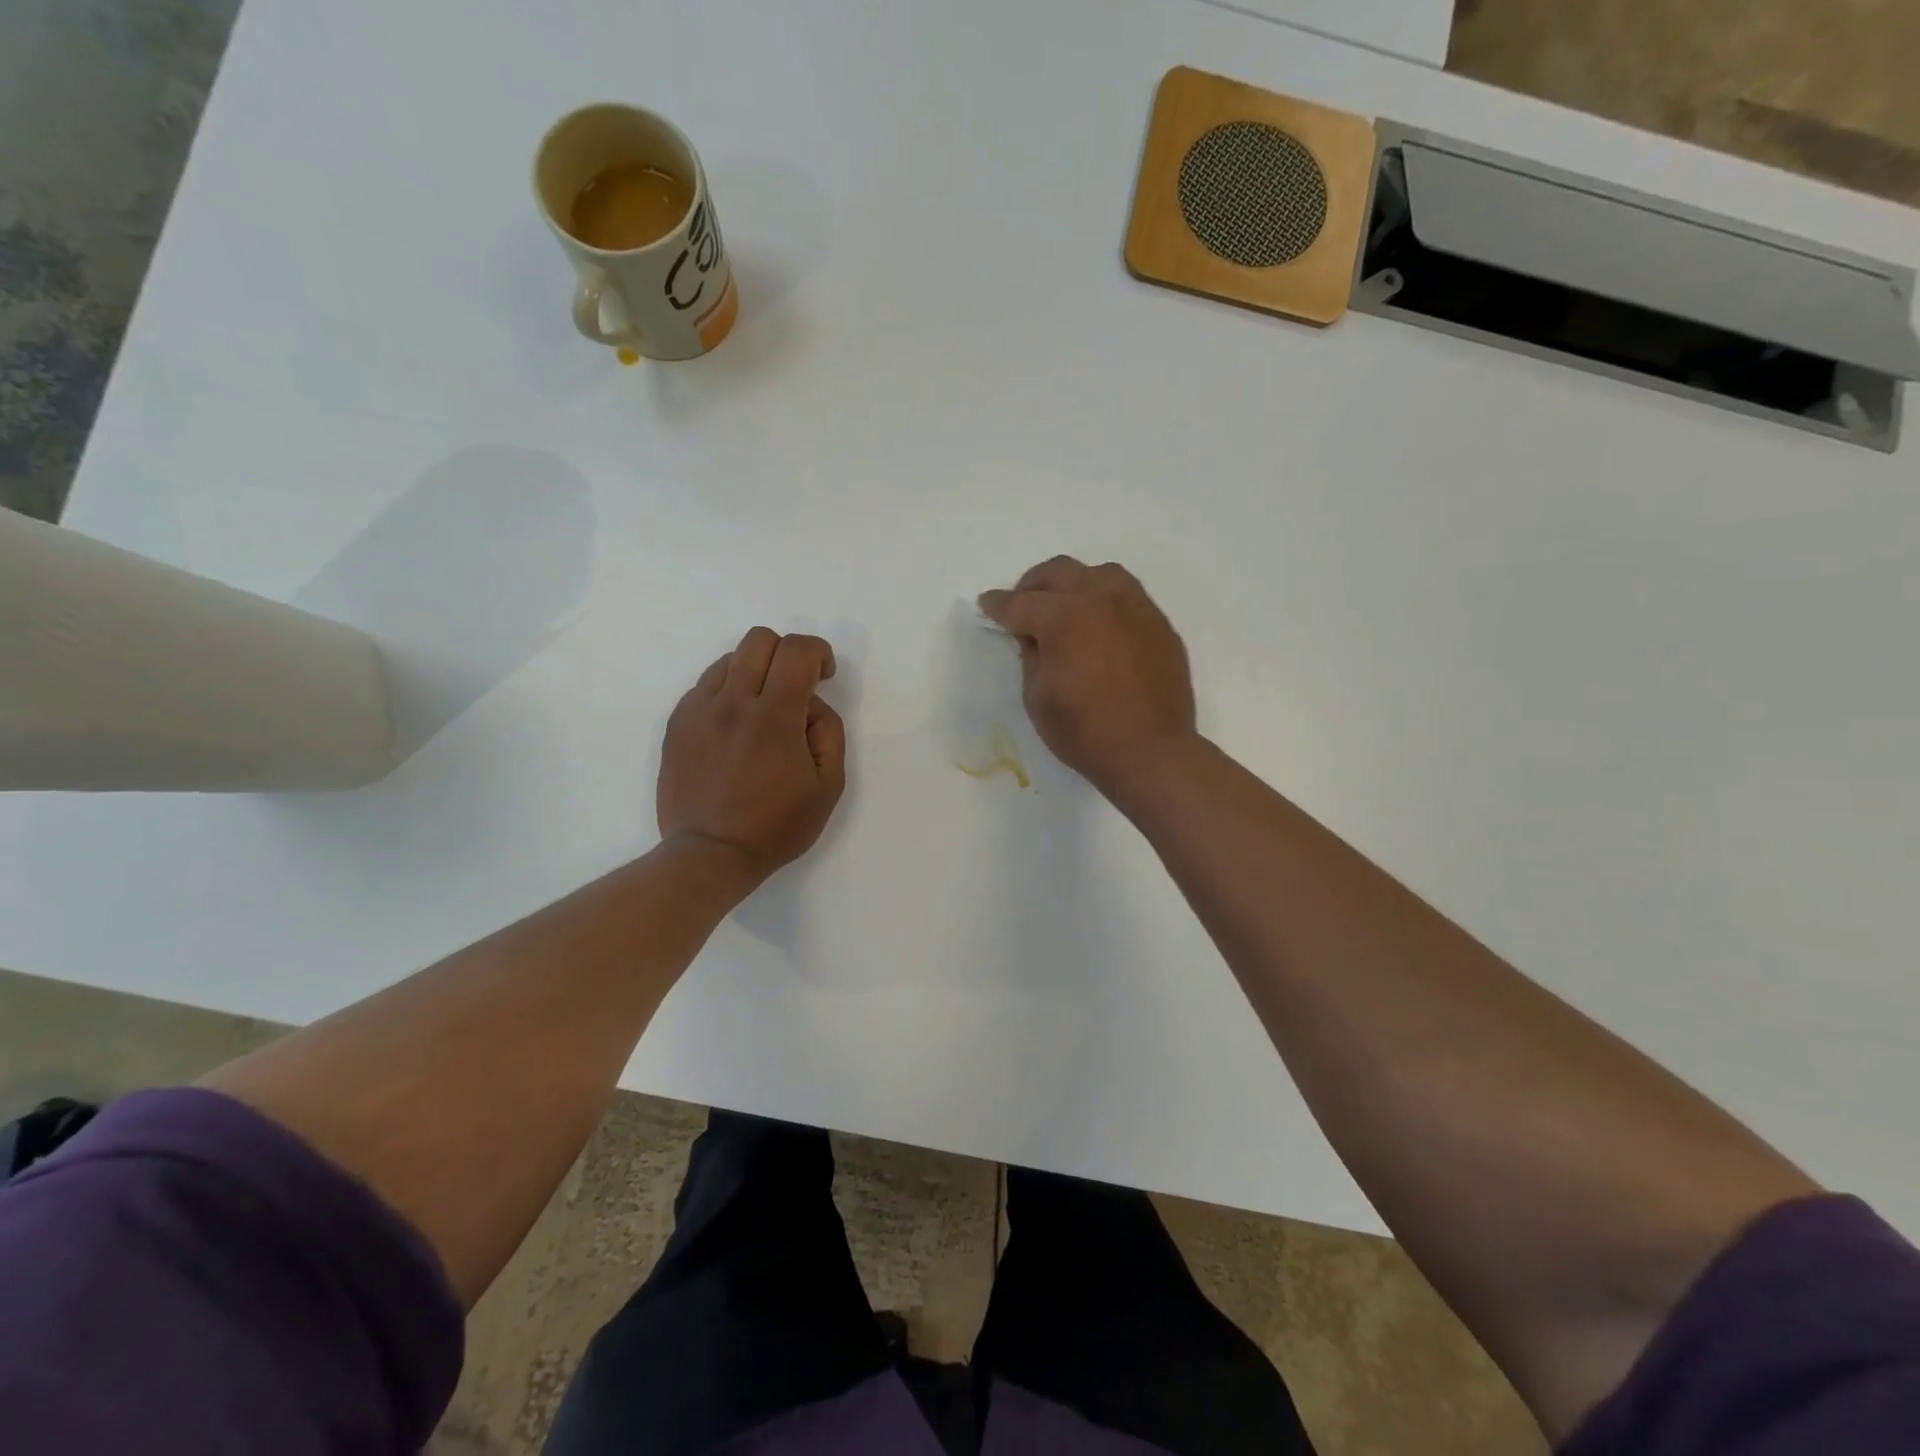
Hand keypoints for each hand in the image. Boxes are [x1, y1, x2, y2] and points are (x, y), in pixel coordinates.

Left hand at [658, 628, 846, 889]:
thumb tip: (810, 705)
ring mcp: (698, 710)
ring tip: (761, 710)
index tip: (823, 677)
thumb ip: (828, 732)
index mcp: (774, 716)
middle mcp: (732, 702)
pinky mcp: (677, 723)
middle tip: (795, 688)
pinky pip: (705, 686)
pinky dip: (727, 693)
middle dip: (786, 653)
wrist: (710, 854)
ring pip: (729, 659)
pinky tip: (733, 728)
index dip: (819, 653)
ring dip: (755, 672)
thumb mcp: (828, 786)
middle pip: (759, 639)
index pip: (797, 650)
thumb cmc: (776, 826)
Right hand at [978, 557, 1195, 796]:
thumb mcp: (1037, 697)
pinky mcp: (1159, 625)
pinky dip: (1104, 602)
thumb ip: (1031, 656)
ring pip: (1099, 574)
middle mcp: (1103, 599)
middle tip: (1021, 605)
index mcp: (1066, 617)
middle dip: (1033, 585)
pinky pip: (1128, 597)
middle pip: (1060, 572)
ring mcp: (1137, 608)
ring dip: (1073, 584)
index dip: (998, 605)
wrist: (1151, 753)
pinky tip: (1098, 626)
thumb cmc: (1085, 732)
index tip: (986, 604)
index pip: (1022, 603)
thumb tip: (1034, 636)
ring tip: (1063, 607)